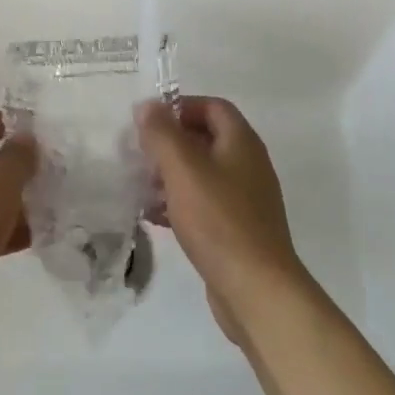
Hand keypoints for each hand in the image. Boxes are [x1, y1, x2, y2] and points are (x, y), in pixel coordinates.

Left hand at [0, 110, 35, 346]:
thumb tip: (25, 140)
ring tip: (46, 211)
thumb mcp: (1, 182)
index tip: (37, 136)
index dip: (7, 123)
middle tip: (47, 176)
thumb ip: (19, 157)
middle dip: (15, 168)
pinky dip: (2, 230)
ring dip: (12, 202)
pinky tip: (30, 239)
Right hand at [135, 97, 305, 344]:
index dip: (180, 107)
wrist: (256, 290)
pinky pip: (204, 205)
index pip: (212, 107)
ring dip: (170, 175)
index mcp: (241, 142)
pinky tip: (154, 216)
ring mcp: (244, 200)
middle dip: (170, 143)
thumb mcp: (183, 169)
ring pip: (202, 174)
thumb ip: (162, 134)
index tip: (148, 121)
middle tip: (138, 154)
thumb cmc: (219, 220)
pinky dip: (179, 203)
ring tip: (140, 186)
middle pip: (206, 139)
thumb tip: (147, 105)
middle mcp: (247, 165)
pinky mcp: (236, 230)